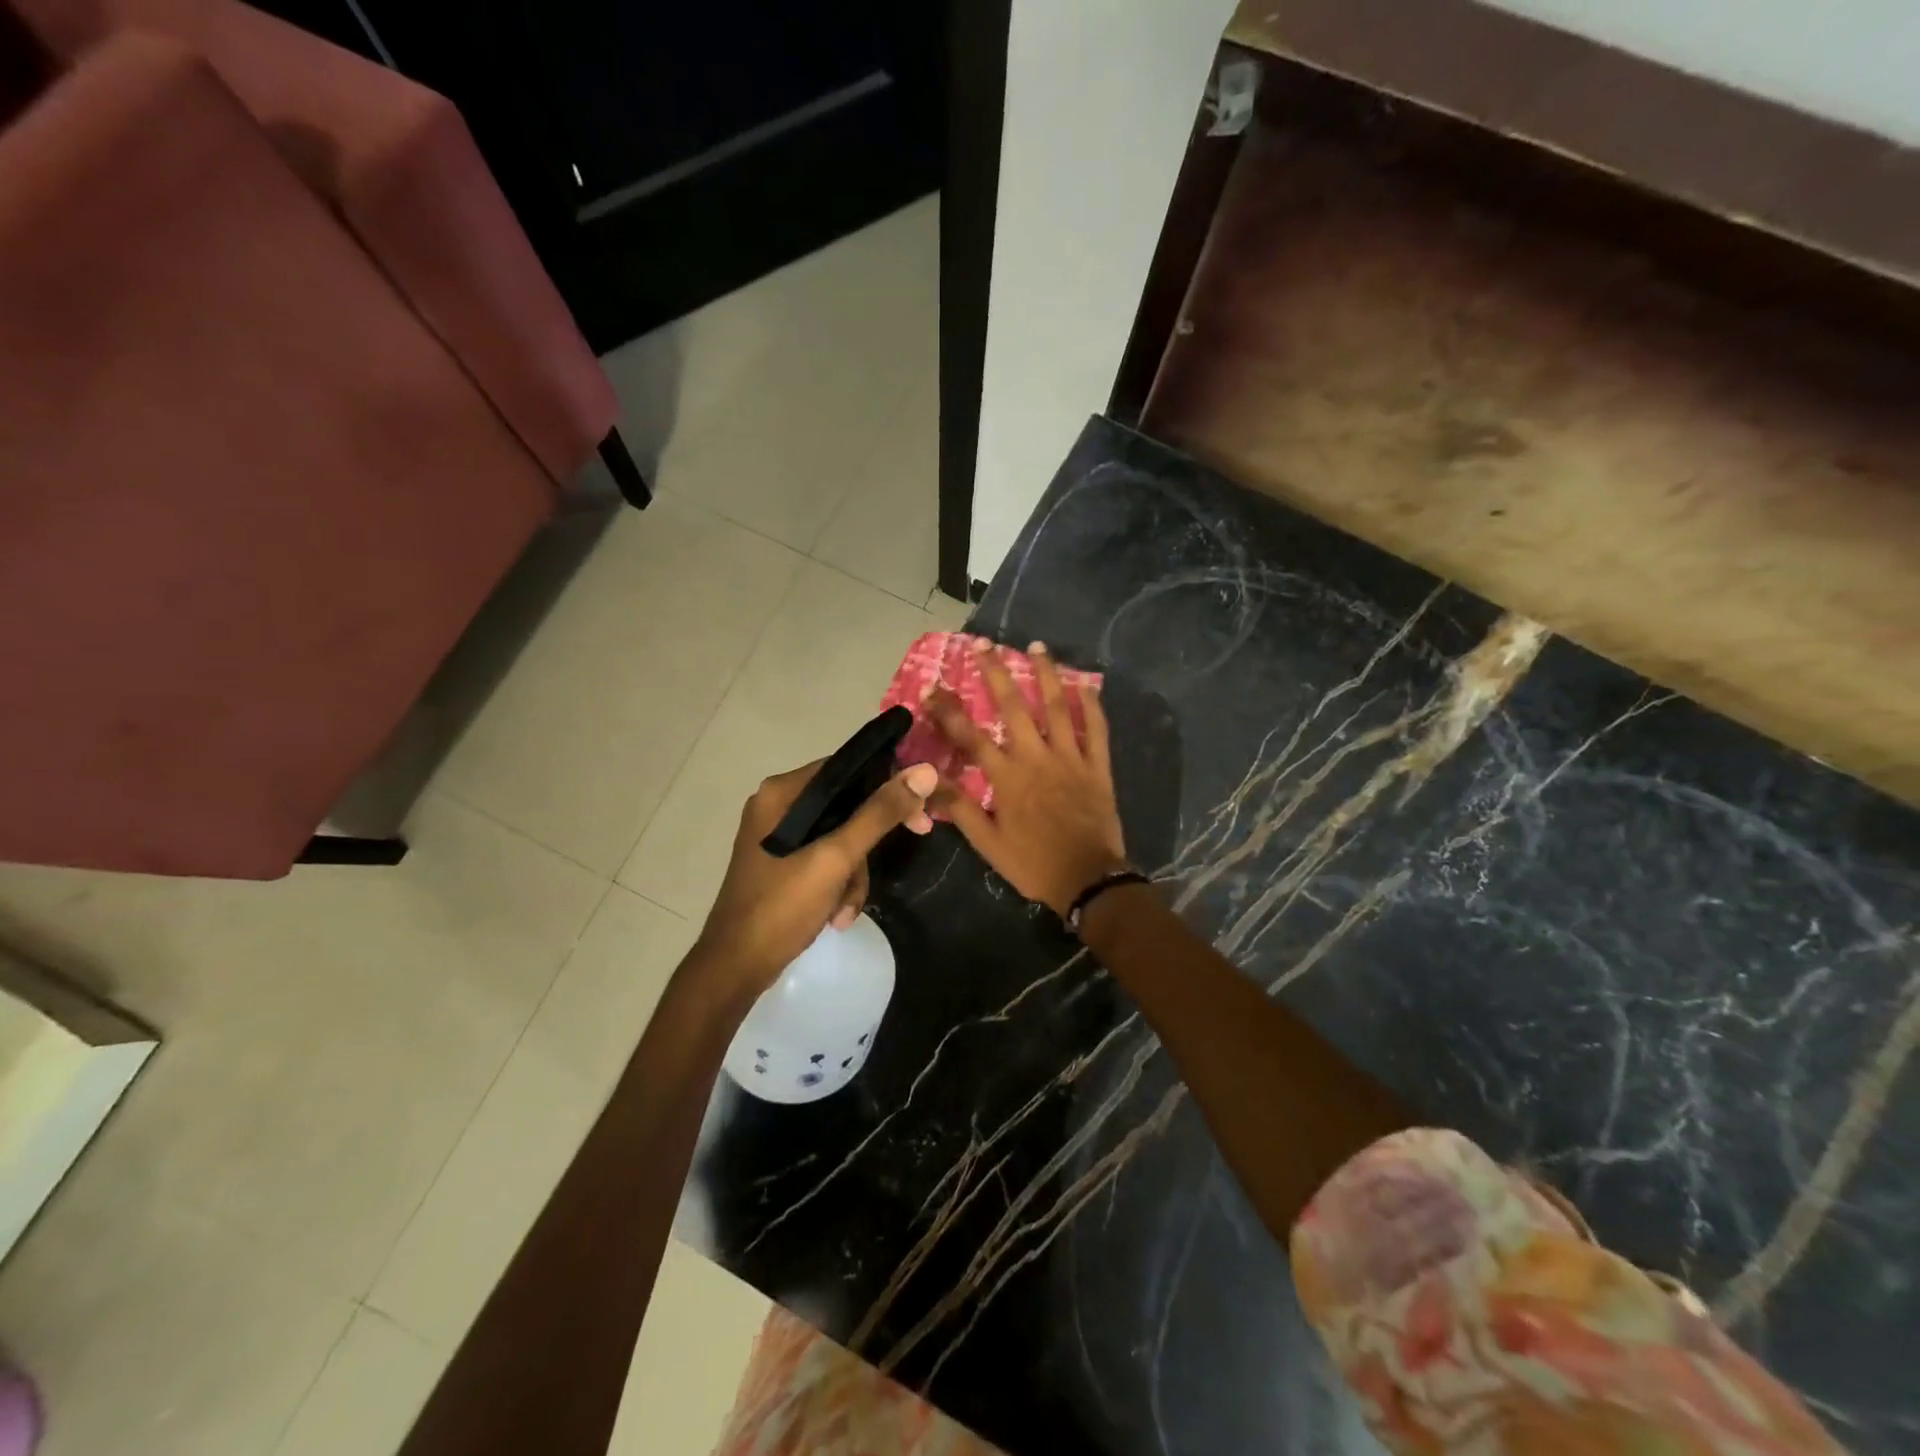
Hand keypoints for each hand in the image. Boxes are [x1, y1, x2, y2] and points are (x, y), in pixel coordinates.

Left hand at [692, 759, 937, 992]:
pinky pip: (826, 861)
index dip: (888, 786)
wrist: (735, 968)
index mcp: (782, 793)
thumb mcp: (835, 859)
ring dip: (853, 876)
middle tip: (913, 843)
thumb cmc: (781, 907)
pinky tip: (835, 917)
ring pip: (841, 839)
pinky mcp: (782, 864)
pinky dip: (837, 886)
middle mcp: (778, 806)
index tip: (920, 813)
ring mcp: (779, 837)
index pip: (847, 769)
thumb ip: (878, 814)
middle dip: (868, 845)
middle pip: (847, 806)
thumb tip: (924, 771)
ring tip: (845, 910)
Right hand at [927, 641, 1129, 917]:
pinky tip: (1085, 683)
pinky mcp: (1097, 766)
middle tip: (984, 645)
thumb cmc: (1033, 863)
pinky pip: (1097, 729)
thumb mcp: (987, 842)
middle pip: (1013, 707)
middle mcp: (1036, 757)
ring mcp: (1070, 758)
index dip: (948, 711)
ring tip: (1036, 646)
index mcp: (1006, 777)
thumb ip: (959, 807)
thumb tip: (927, 779)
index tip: (932, 687)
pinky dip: (1092, 704)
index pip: (969, 736)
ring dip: (1045, 674)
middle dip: (996, 673)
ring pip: (1057, 707)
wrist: (1088, 879)